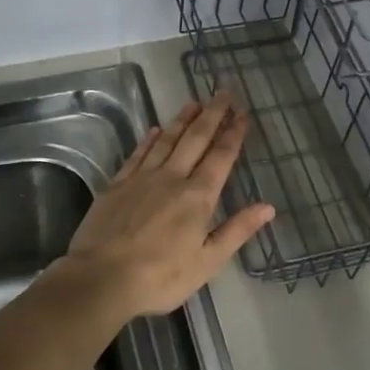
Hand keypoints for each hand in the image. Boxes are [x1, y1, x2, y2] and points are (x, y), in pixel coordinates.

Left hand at [55, 95, 273, 319]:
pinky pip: (138, 153)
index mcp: (198, 197)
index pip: (221, 157)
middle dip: (212, 114)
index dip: (233, 133)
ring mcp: (142, 178)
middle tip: (223, 92)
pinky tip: (156, 129)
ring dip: (182, 119)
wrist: (101, 277)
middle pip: (195, 139)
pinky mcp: (117, 184)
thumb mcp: (208, 262)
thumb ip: (237, 230)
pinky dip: (150, 139)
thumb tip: (268, 206)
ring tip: (194, 101)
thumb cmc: (160, 276)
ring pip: (167, 140)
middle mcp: (172, 178)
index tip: (243, 113)